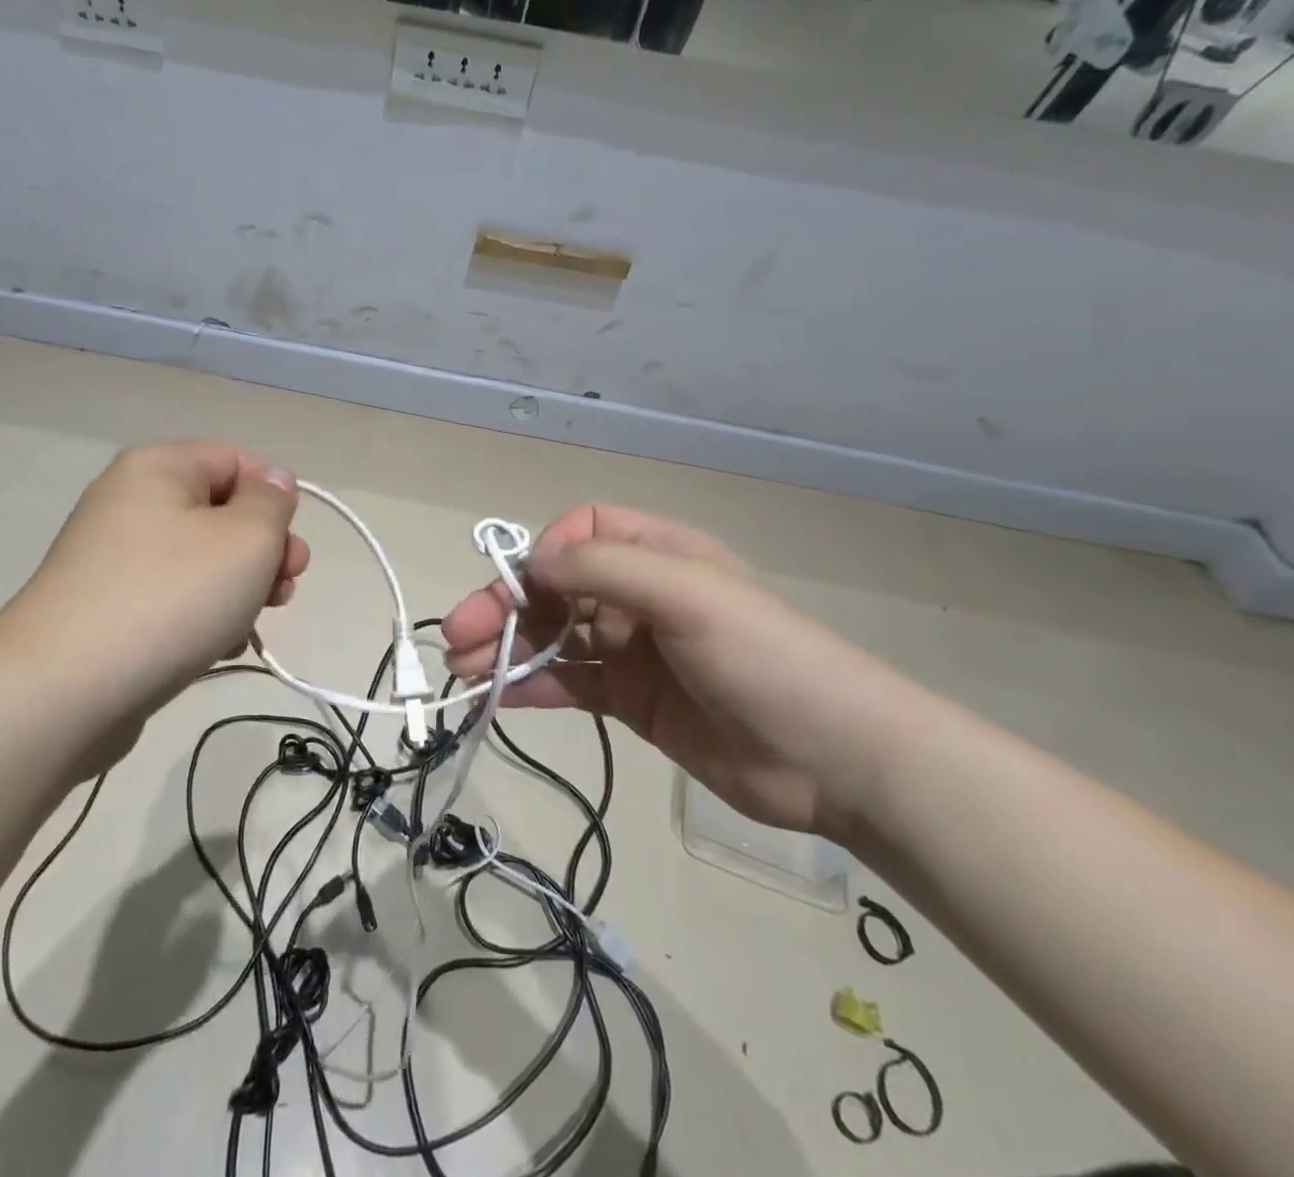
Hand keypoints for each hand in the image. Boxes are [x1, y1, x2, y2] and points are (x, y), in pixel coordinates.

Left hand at [0, 442, 307, 717]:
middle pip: (220, 512)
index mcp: (158, 468)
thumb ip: (272, 503)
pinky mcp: (104, 607)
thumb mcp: (247, 539)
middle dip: (263, 551)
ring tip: (249, 626)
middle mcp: (129, 502)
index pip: (237, 460)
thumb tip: (271, 484)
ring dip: (239, 588)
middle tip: (284, 590)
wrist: (64, 689)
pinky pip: (171, 597)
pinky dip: (201, 616)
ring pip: (200, 560)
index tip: (290, 549)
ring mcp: (112, 557)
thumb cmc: (170, 597)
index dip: (274, 499)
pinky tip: (216, 648)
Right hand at [442, 505, 937, 838]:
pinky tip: (495, 697)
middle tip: (457, 636)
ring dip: (507, 648)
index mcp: (658, 554)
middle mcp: (639, 595)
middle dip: (505, 607)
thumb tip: (532, 562)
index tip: (527, 587)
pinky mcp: (630, 700)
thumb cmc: (765, 657)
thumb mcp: (689, 594)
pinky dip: (531, 685)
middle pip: (555, 589)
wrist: (837, 760)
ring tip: (461, 670)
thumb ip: (605, 569)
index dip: (546, 554)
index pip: (581, 533)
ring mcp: (633, 650)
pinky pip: (569, 683)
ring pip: (554, 637)